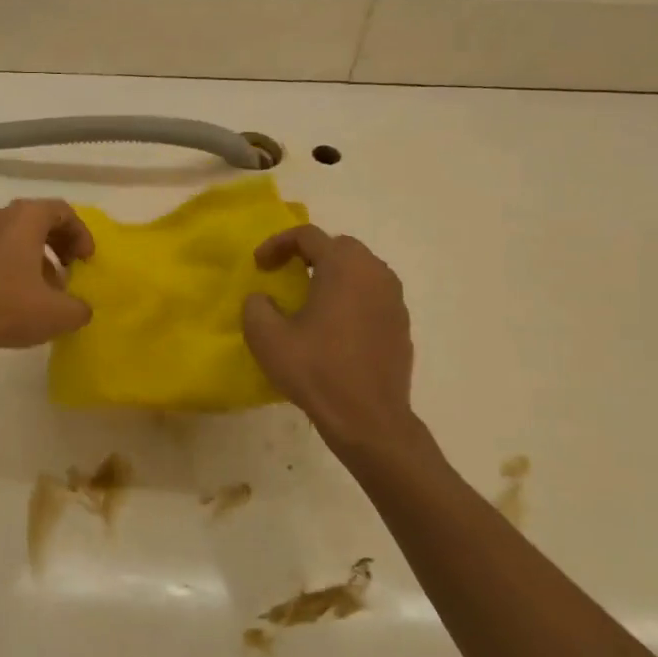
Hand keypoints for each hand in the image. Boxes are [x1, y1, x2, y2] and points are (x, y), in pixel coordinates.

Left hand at [0, 199, 94, 356]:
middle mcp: (1, 216)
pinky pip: (3, 246)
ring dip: (42, 254)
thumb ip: (80, 307)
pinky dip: (21, 261)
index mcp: (25, 217)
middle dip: (62, 242)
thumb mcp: (59, 313)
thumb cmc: (8, 307)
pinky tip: (26, 293)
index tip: (87, 261)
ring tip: (52, 286)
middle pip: (41, 218)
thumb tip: (81, 308)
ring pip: (20, 233)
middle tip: (73, 266)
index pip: (63, 212)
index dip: (82, 234)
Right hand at [241, 225, 431, 468]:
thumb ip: (256, 306)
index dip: (277, 244)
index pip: (308, 235)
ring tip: (309, 298)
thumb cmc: (316, 371)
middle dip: (309, 254)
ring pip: (360, 270)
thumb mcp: (267, 337)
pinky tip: (333, 326)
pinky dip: (350, 298)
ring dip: (333, 275)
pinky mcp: (401, 325)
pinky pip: (372, 296)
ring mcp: (394, 300)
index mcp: (344, 267)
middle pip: (340, 247)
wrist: (369, 420)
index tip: (259, 265)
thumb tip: (263, 298)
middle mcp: (375, 274)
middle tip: (286, 274)